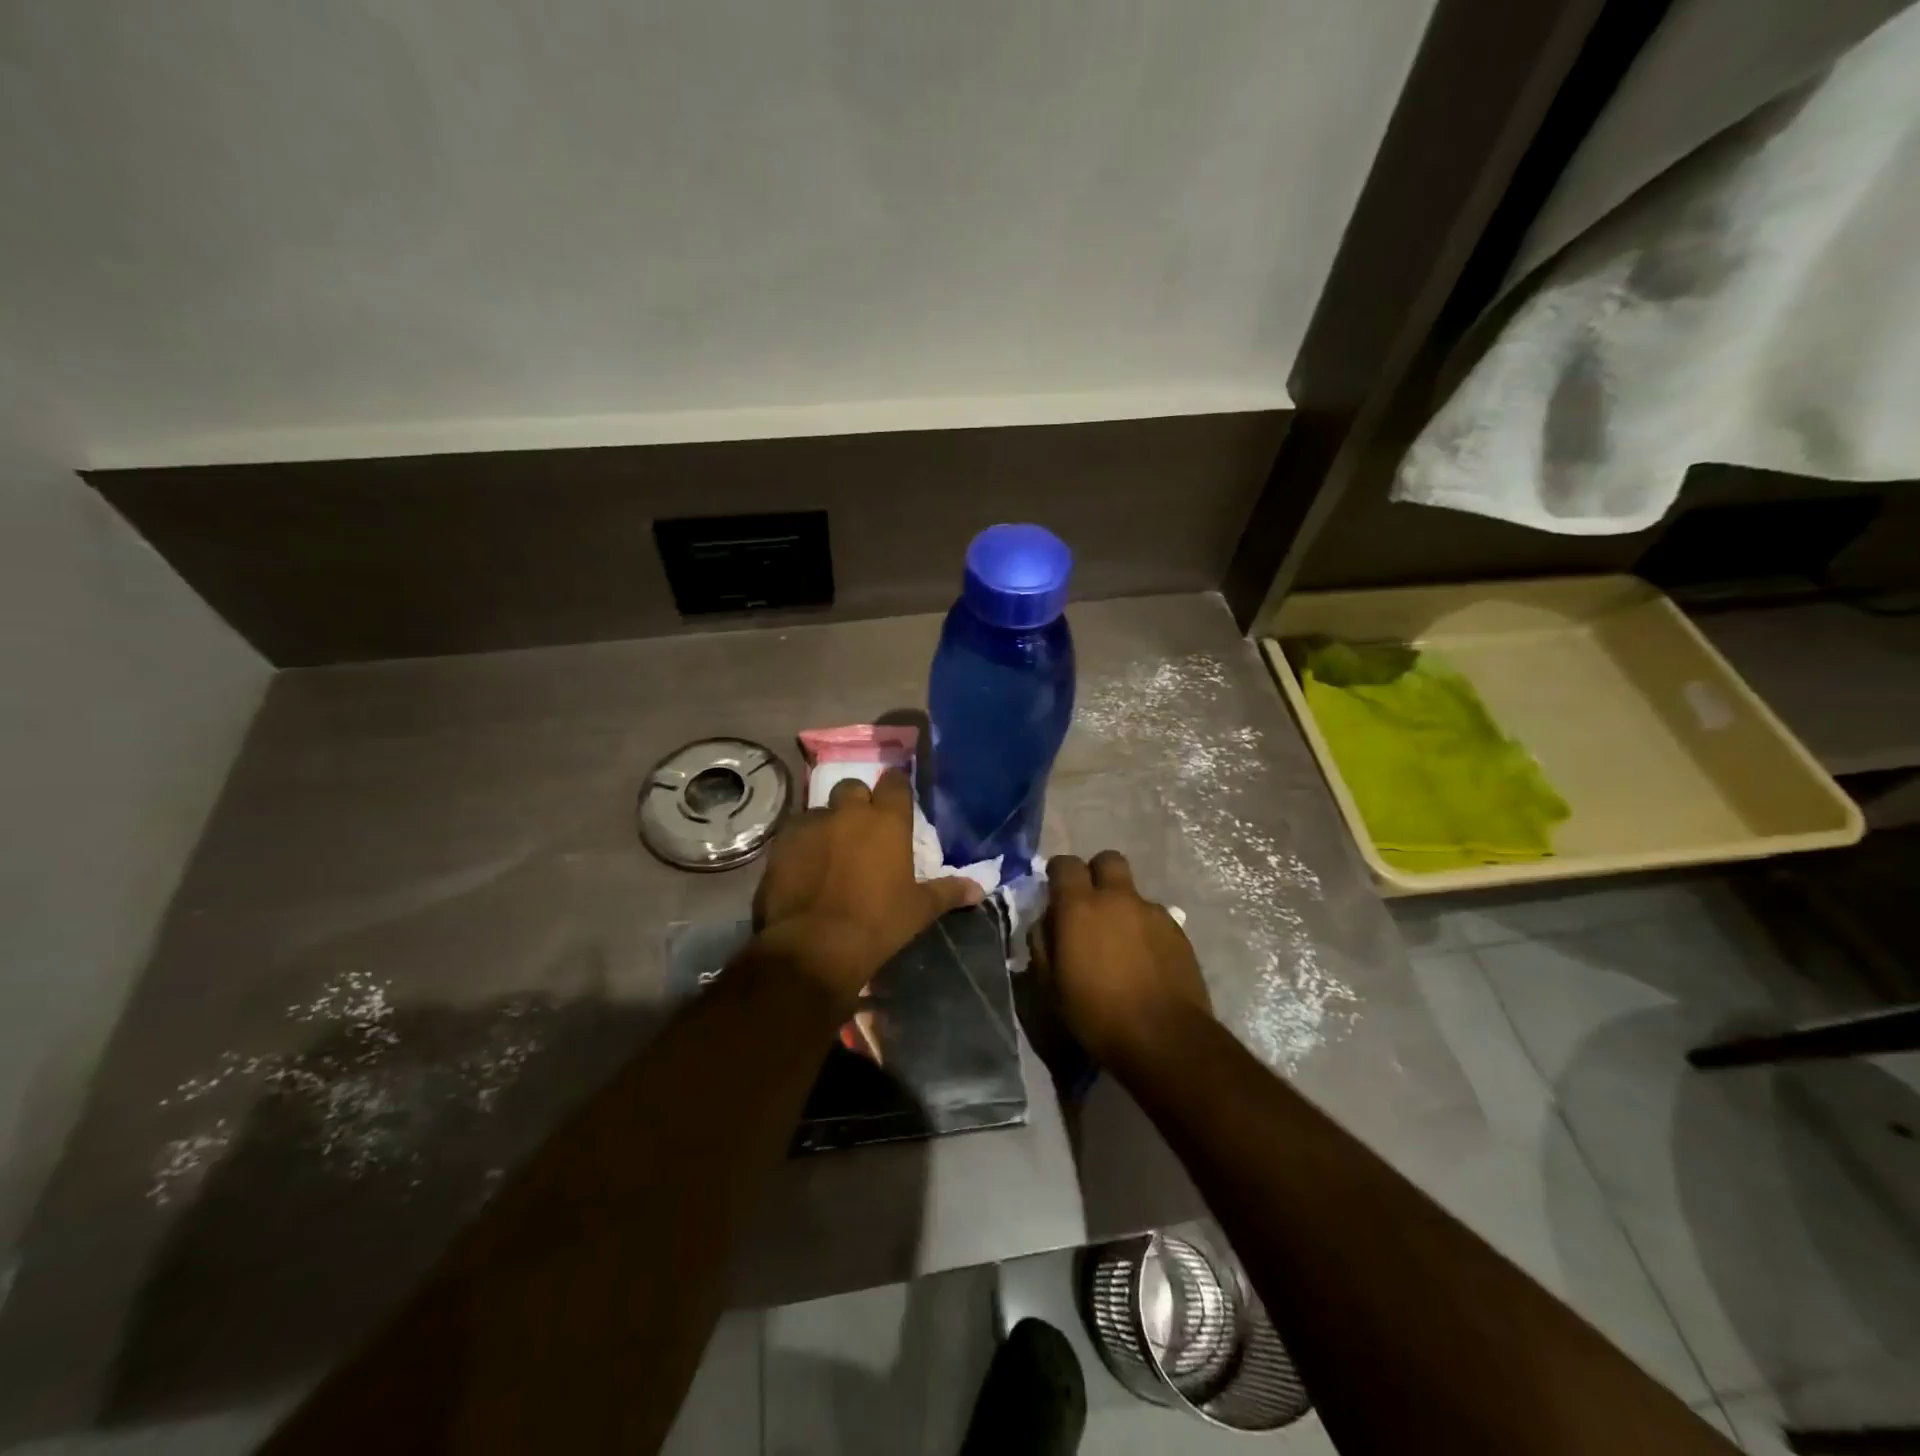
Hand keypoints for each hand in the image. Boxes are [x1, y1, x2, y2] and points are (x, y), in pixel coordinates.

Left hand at [752, 770, 983, 1001]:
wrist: (814, 947)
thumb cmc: (877, 924)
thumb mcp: (918, 910)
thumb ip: (947, 892)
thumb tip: (978, 890)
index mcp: (887, 822)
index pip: (894, 782)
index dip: (895, 788)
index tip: (897, 800)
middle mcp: (848, 813)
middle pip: (852, 788)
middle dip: (857, 802)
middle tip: (861, 828)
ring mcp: (810, 825)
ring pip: (820, 811)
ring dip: (827, 824)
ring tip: (829, 852)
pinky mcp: (781, 844)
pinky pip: (794, 833)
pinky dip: (802, 844)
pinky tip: (804, 868)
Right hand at [1032, 851, 1211, 1072]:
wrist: (1164, 1039)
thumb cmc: (1096, 1014)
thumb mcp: (1051, 985)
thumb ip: (1043, 942)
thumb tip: (1047, 921)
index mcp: (1080, 906)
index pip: (1065, 864)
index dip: (1058, 873)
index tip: (1055, 891)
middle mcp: (1118, 898)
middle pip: (1107, 860)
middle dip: (1096, 874)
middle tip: (1090, 905)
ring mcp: (1152, 912)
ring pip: (1133, 892)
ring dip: (1122, 906)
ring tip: (1120, 943)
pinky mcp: (1178, 931)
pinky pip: (1154, 917)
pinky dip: (1144, 929)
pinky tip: (1144, 960)